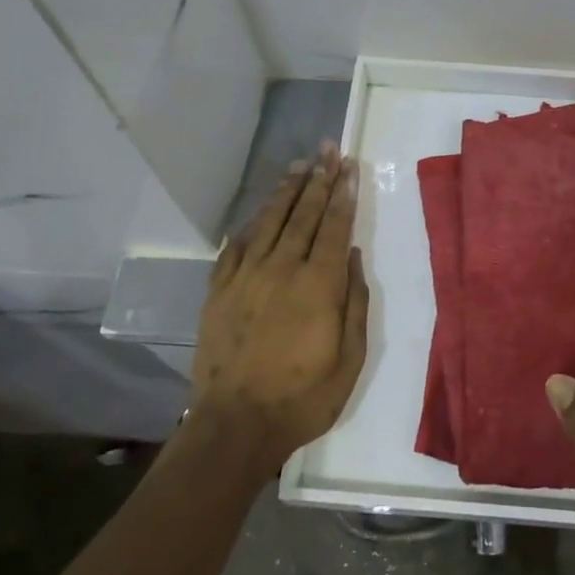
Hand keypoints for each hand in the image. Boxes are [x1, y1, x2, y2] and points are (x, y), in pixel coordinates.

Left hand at [192, 143, 369, 473]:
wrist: (237, 424)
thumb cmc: (304, 397)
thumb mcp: (350, 358)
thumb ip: (354, 302)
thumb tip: (352, 256)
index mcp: (318, 285)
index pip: (334, 227)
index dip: (342, 194)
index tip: (349, 167)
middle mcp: (282, 269)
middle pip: (303, 214)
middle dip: (319, 179)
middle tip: (328, 150)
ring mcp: (246, 277)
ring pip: (270, 222)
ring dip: (287, 191)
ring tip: (300, 165)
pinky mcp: (220, 290)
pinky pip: (236, 246)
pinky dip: (251, 224)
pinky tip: (260, 212)